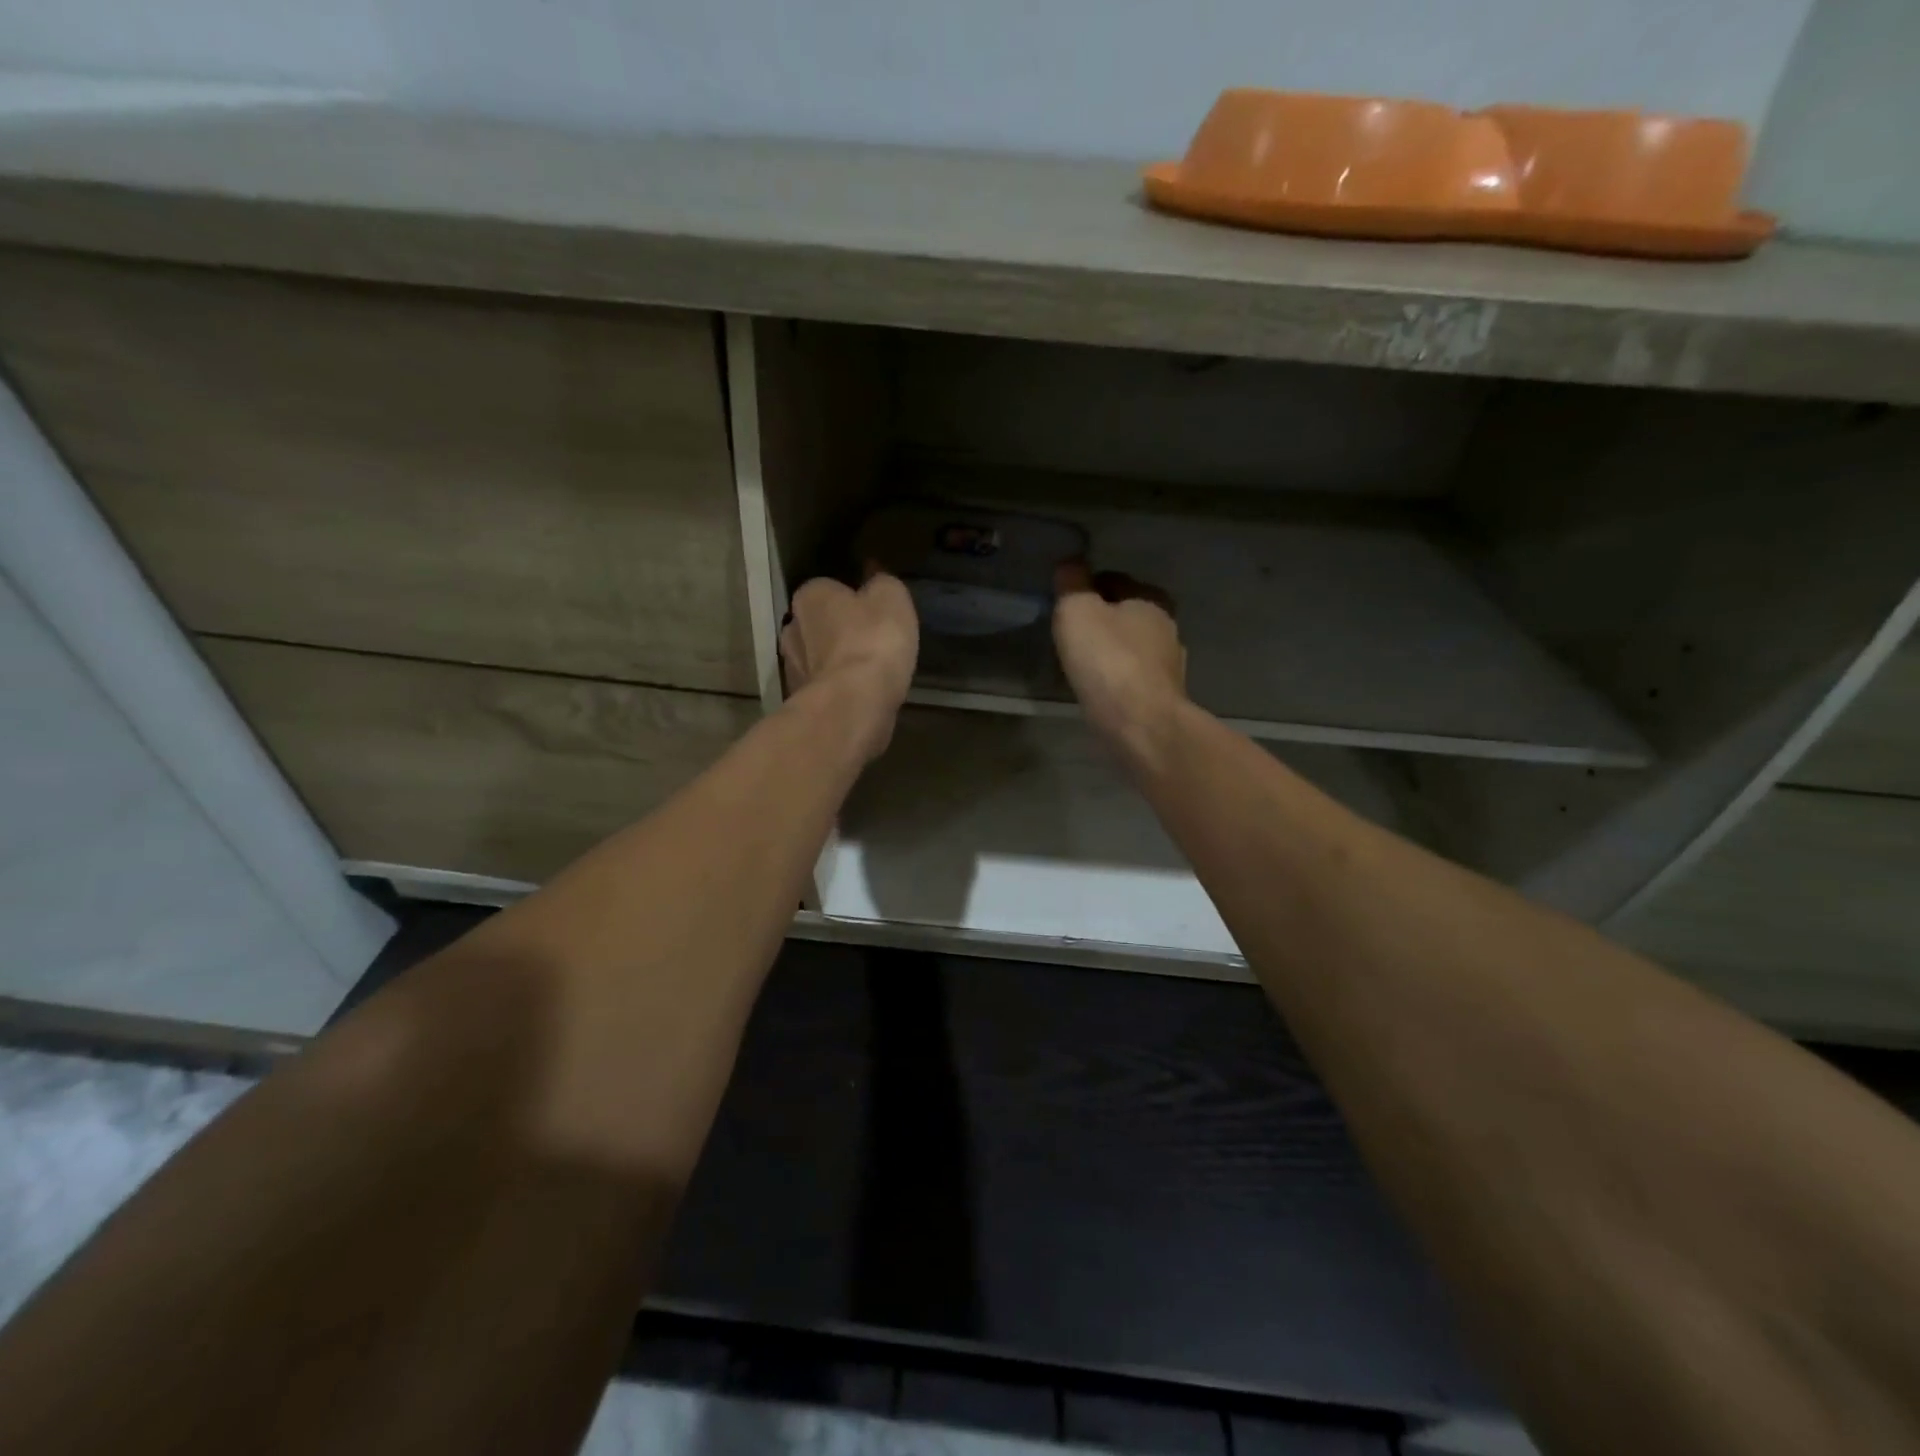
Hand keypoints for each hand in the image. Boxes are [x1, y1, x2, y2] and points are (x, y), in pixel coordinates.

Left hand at [781, 571, 918, 760]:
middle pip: (817, 624)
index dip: (850, 598)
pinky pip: (823, 687)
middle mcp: (792, 627)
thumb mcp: (892, 598)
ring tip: (866, 671)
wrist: (853, 705)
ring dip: (835, 662)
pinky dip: (837, 689)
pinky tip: (859, 695)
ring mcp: (792, 668)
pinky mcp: (800, 701)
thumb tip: (873, 576)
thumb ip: (881, 583)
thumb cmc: (873, 642)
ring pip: (817, 658)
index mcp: (810, 595)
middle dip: (837, 631)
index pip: (827, 589)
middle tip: (869, 640)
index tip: (872, 611)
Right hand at [1052, 562, 1187, 768]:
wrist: (1140, 724)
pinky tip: (1099, 689)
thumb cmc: (1108, 660)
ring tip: (1082, 663)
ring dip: (1111, 651)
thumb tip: (1071, 564)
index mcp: (1151, 599)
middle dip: (1102, 620)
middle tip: (1071, 634)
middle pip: (1127, 614)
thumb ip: (1072, 584)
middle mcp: (1167, 627)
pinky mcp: (1163, 697)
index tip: (1065, 603)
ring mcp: (1169, 666)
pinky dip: (1117, 679)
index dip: (1087, 587)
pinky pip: (1133, 678)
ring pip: (1132, 648)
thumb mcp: (1077, 611)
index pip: (1114, 580)